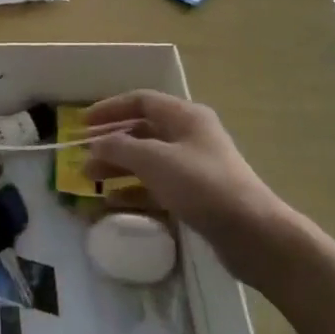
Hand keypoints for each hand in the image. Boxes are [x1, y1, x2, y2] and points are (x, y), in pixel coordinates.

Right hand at [83, 91, 306, 274]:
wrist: (252, 233)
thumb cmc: (202, 185)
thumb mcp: (155, 160)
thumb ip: (120, 148)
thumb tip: (95, 144)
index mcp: (185, 116)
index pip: (141, 101)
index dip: (109, 109)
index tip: (82, 124)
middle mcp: (189, 136)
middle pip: (142, 131)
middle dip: (110, 142)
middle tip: (82, 156)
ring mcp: (194, 166)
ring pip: (147, 160)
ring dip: (118, 167)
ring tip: (90, 180)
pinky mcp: (196, 195)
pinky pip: (157, 185)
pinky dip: (134, 190)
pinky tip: (113, 202)